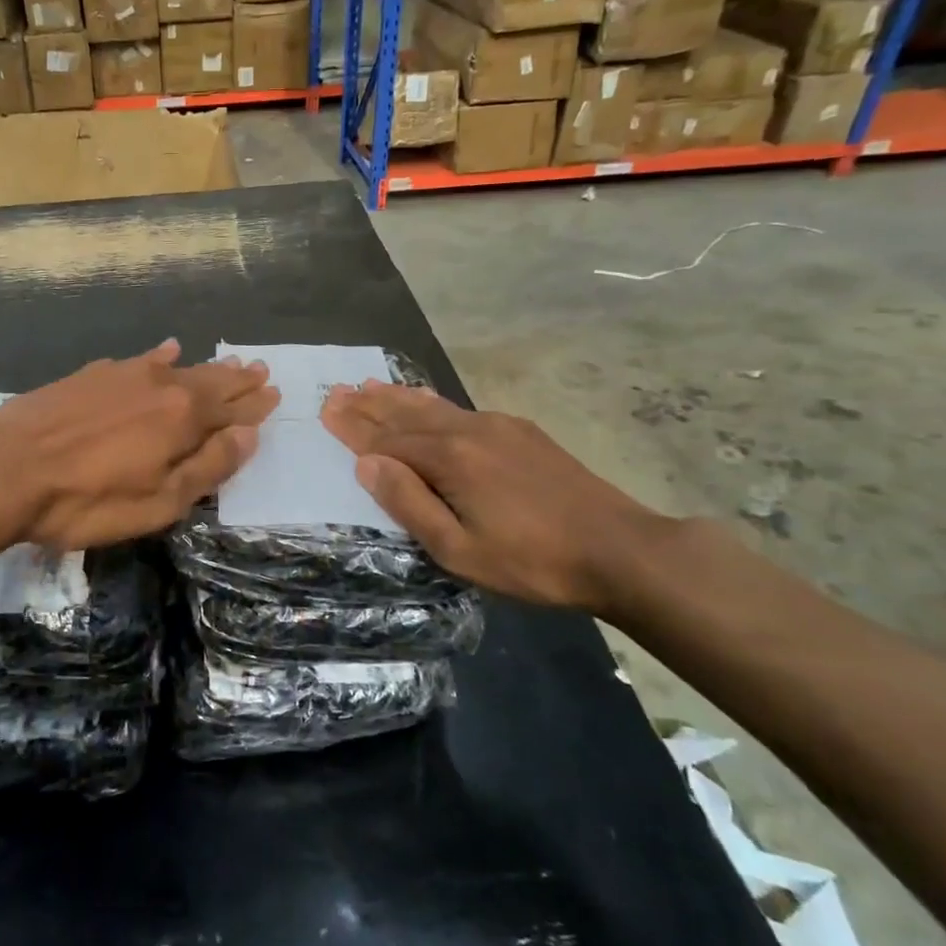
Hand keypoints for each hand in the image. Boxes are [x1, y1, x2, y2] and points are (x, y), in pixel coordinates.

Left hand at [0, 341, 278, 550]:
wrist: (4, 468)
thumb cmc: (86, 500)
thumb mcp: (158, 502)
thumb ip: (207, 467)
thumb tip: (248, 436)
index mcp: (182, 419)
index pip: (231, 410)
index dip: (254, 406)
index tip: (274, 394)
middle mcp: (161, 386)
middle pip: (209, 382)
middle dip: (237, 380)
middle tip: (261, 370)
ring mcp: (124, 375)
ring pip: (178, 368)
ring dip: (207, 367)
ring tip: (229, 362)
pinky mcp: (92, 375)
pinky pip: (139, 359)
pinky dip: (160, 356)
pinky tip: (167, 350)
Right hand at [320, 381, 667, 610]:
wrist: (621, 550)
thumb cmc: (533, 561)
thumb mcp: (460, 549)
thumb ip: (410, 504)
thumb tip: (367, 464)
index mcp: (450, 459)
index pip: (387, 440)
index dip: (353, 428)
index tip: (325, 409)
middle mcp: (469, 431)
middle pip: (406, 415)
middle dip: (369, 405)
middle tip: (337, 390)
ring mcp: (498, 427)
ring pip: (434, 407)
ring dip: (397, 397)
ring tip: (370, 384)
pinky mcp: (521, 432)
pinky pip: (461, 409)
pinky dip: (432, 402)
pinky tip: (426, 399)